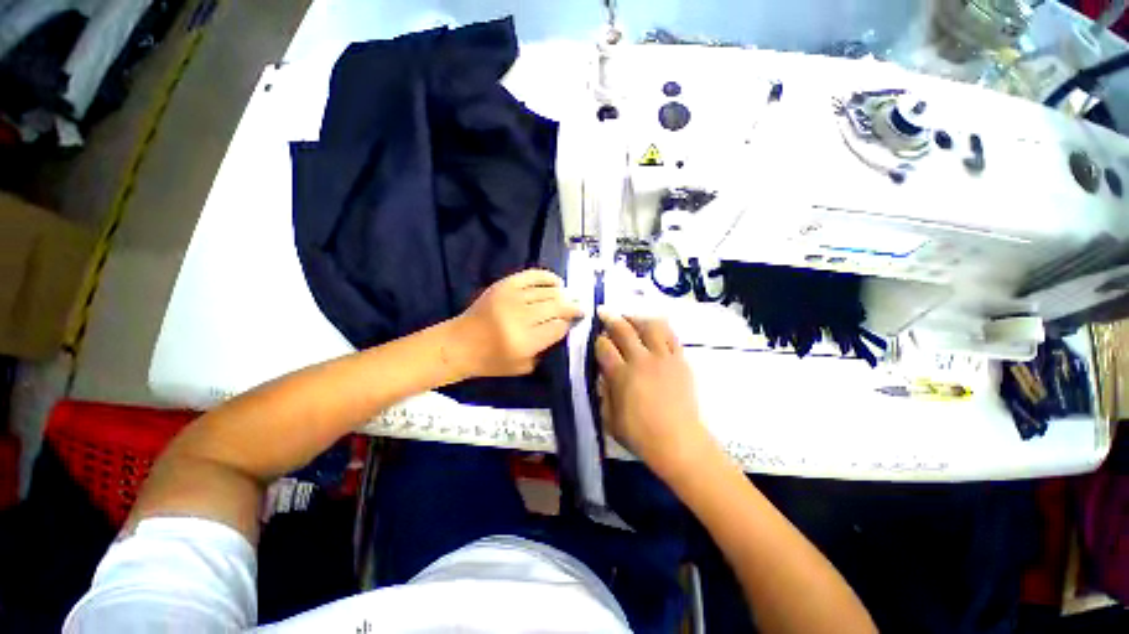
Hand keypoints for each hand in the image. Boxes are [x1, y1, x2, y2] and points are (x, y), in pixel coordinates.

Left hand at [450, 269, 583, 377]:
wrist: (459, 344)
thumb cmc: (491, 361)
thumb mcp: (524, 366)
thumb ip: (546, 349)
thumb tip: (564, 328)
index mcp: (525, 341)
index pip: (558, 327)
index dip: (569, 324)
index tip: (574, 324)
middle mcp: (520, 317)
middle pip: (556, 307)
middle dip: (572, 307)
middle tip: (581, 308)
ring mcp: (511, 297)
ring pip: (548, 292)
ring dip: (563, 294)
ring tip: (570, 298)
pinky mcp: (503, 285)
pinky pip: (532, 275)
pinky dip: (548, 277)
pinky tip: (557, 282)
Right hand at [595, 309, 714, 480]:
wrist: (679, 442)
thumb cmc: (640, 435)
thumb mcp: (610, 419)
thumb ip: (603, 392)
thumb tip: (603, 374)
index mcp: (621, 375)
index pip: (604, 347)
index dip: (598, 340)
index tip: (597, 339)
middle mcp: (641, 360)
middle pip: (623, 330)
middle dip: (610, 318)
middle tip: (603, 312)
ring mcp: (663, 358)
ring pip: (649, 326)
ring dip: (636, 318)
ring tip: (629, 317)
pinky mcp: (680, 361)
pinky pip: (671, 336)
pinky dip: (660, 327)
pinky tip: (653, 326)